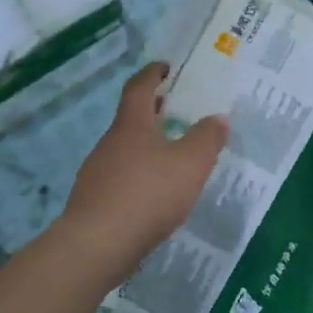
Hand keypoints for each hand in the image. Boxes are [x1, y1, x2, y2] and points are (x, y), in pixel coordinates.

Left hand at [59, 63, 227, 279]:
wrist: (97, 245)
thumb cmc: (147, 194)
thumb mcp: (190, 164)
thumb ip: (206, 139)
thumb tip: (217, 118)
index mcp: (131, 124)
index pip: (140, 87)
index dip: (153, 74)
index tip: (166, 67)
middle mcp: (110, 142)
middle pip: (131, 119)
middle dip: (154, 113)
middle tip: (179, 113)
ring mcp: (97, 172)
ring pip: (125, 150)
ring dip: (146, 147)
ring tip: (172, 158)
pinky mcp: (94, 201)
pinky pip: (120, 179)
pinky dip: (138, 177)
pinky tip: (153, 195)